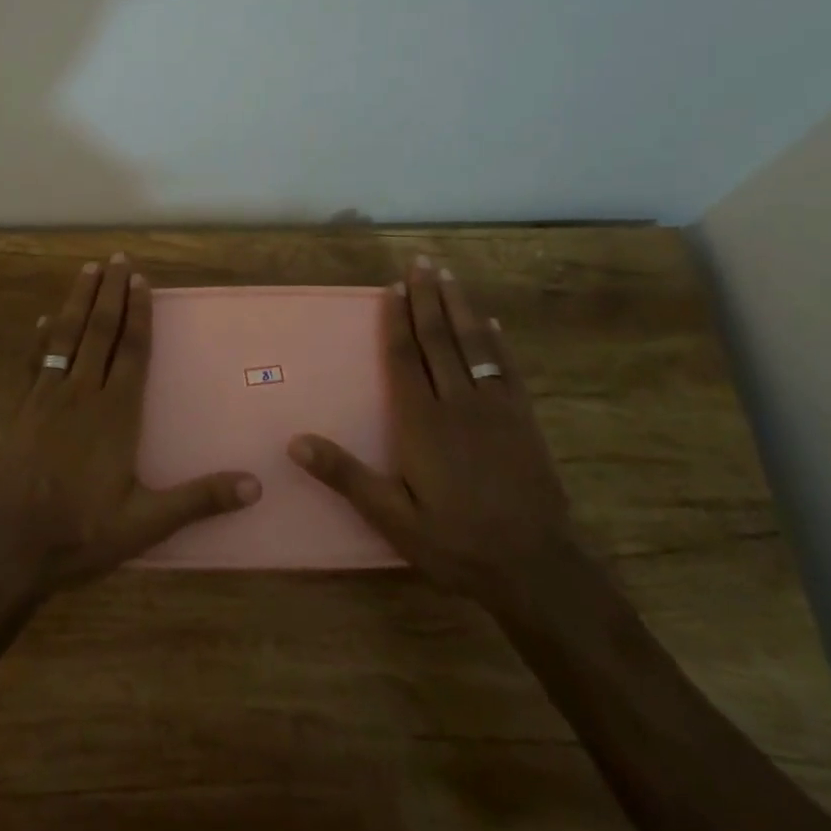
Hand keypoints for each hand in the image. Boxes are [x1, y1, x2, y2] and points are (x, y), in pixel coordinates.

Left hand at [0, 253, 261, 593]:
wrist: (13, 545)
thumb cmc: (84, 531)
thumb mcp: (147, 523)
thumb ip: (199, 499)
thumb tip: (256, 485)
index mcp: (117, 414)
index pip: (132, 351)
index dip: (138, 313)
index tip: (141, 280)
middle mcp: (83, 394)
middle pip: (99, 331)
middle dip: (110, 293)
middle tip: (117, 258)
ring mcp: (49, 397)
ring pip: (66, 337)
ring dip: (77, 301)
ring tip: (87, 270)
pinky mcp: (24, 409)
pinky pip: (35, 362)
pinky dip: (41, 338)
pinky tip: (43, 320)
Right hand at [289, 255, 572, 602]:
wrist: (536, 568)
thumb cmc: (455, 543)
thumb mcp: (392, 517)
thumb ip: (346, 476)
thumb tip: (295, 443)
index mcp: (422, 422)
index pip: (405, 358)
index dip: (397, 320)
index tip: (392, 286)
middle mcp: (458, 403)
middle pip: (439, 339)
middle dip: (427, 298)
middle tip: (421, 261)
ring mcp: (496, 408)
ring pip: (474, 344)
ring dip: (459, 307)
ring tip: (449, 276)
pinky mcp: (524, 420)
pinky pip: (507, 369)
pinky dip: (498, 342)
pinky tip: (492, 323)